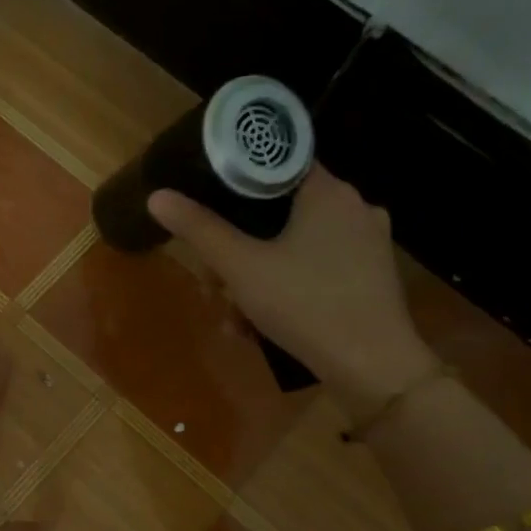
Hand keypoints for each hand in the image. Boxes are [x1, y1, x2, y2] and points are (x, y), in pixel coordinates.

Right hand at [148, 168, 436, 419]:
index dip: (237, 182)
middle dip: (238, 249)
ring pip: (294, 246)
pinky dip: (286, 290)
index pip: (277, 163)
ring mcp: (367, 244)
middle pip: (279, 213)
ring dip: (256, 278)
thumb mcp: (241, 268)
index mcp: (328, 191)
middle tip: (214, 284)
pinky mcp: (371, 277)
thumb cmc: (305, 305)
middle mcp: (354, 207)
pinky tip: (262, 326)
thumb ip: (200, 230)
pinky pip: (316, 270)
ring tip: (234, 318)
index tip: (208, 208)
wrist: (372, 367)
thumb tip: (158, 196)